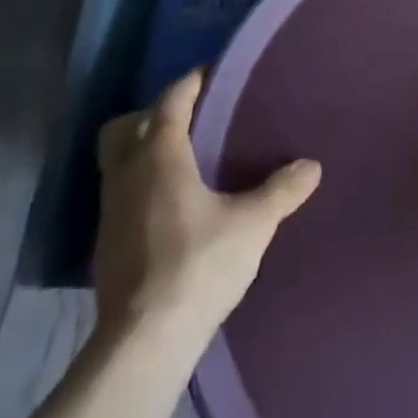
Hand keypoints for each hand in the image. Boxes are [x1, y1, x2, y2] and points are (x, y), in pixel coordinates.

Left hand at [93, 69, 321, 340]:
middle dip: (153, 114)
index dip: (191, 82)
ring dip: (142, 151)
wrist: (143, 343)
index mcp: (159, 156)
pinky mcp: (106, 245)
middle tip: (190, 118)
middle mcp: (127, 175)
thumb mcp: (253, 224)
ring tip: (182, 159)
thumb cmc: (198, 265)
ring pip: (117, 162)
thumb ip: (282, 190)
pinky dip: (139, 185)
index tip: (214, 74)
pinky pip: (120, 194)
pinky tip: (169, 204)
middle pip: (126, 126)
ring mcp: (110, 212)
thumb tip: (311, 166)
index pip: (170, 101)